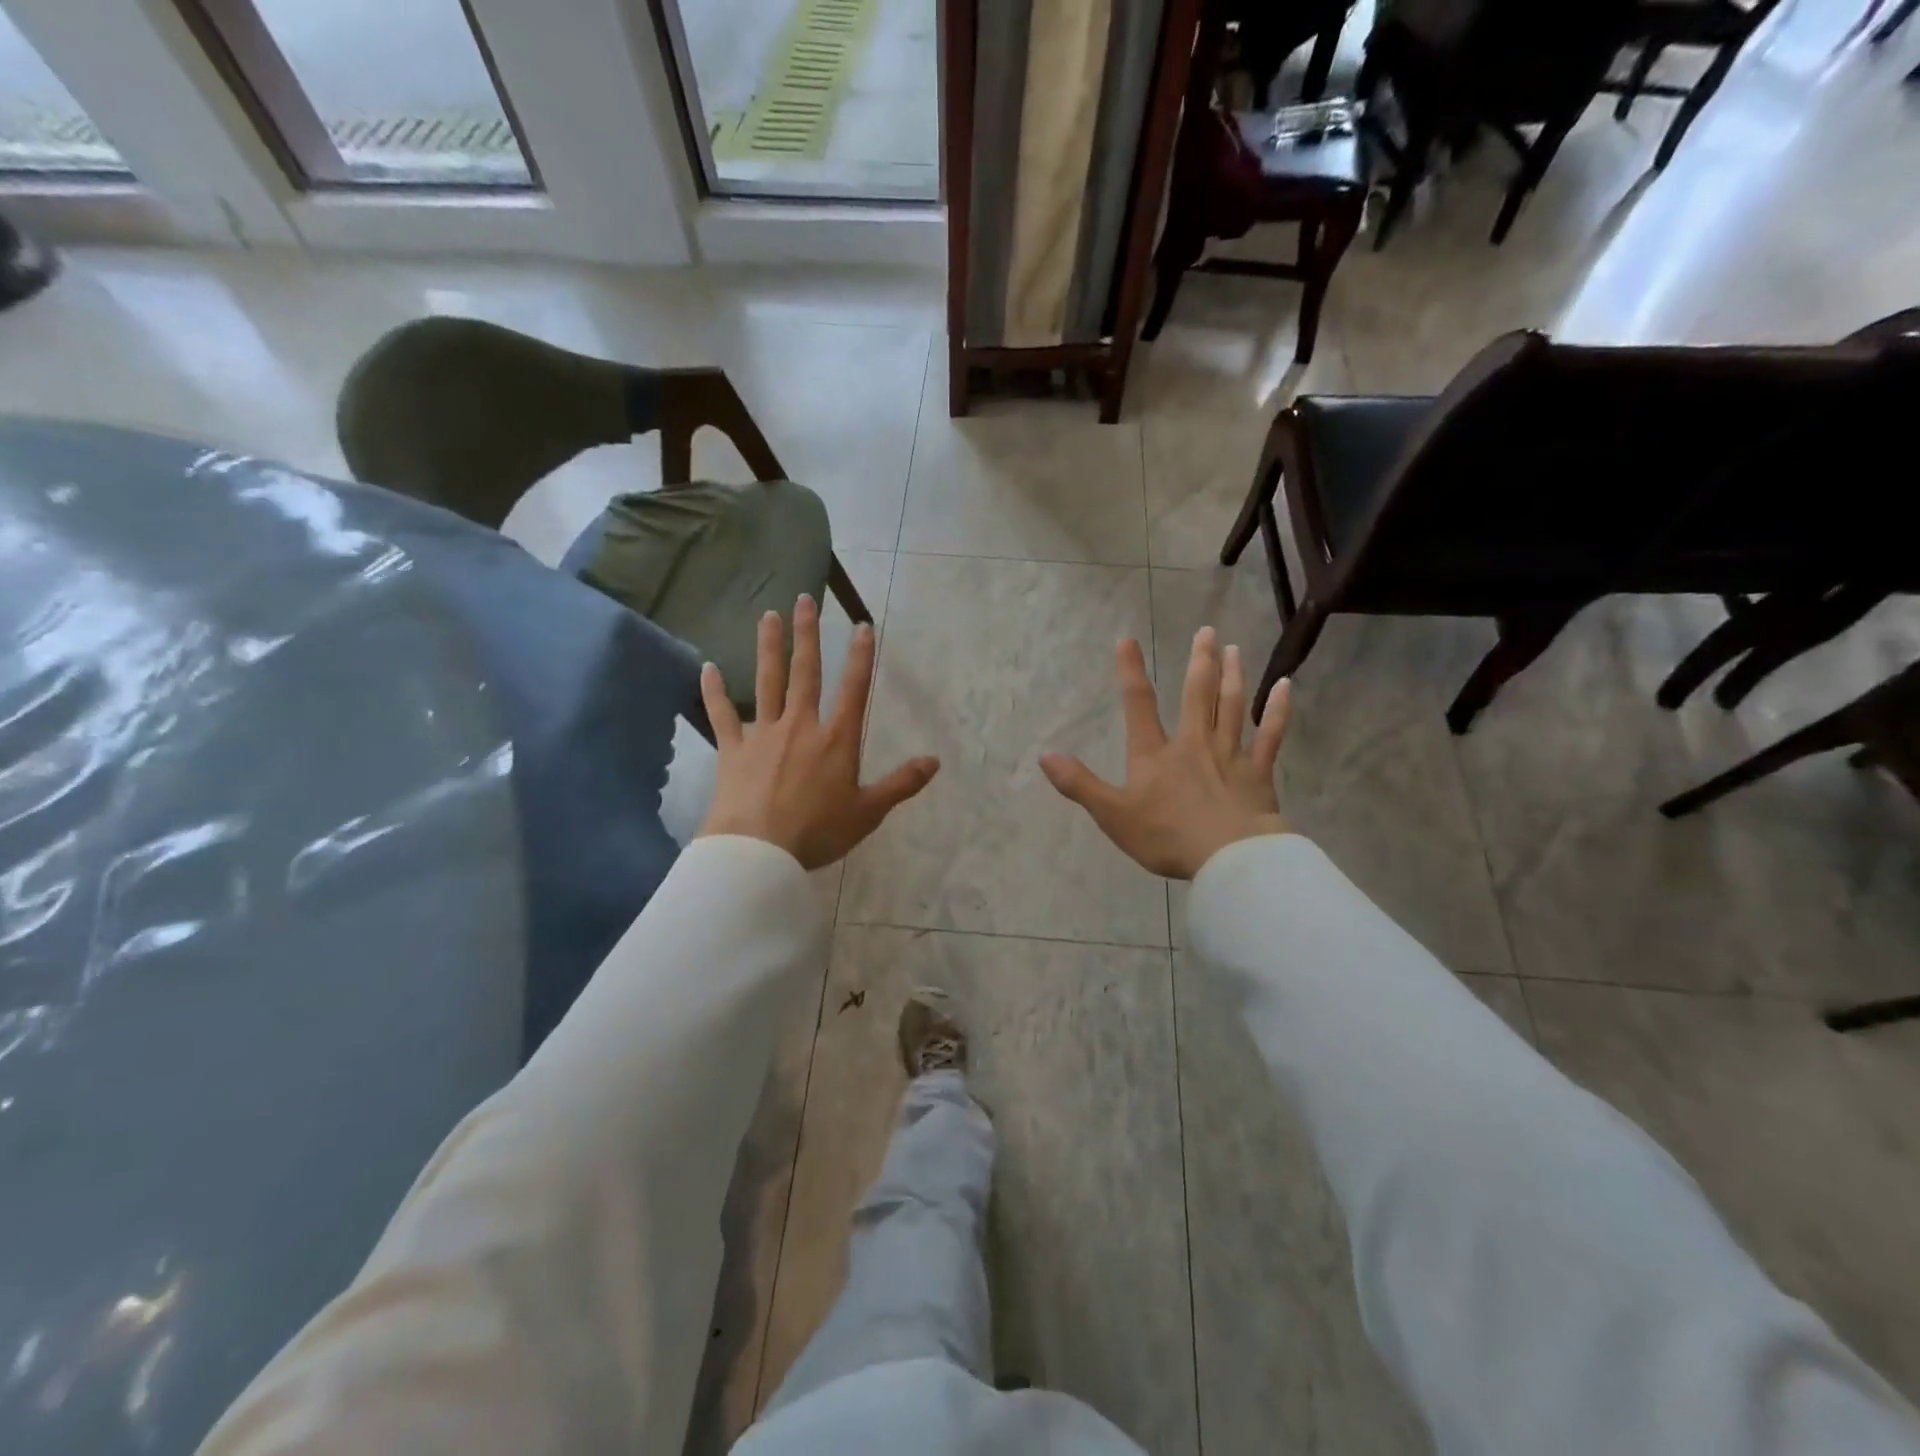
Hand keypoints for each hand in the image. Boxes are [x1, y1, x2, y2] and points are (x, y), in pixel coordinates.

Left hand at [696, 595, 938, 869]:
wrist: (758, 851)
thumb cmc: (818, 832)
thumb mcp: (869, 812)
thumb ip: (902, 783)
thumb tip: (935, 761)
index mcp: (836, 740)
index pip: (854, 689)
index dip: (861, 656)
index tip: (862, 625)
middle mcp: (800, 726)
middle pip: (805, 672)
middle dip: (807, 634)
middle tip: (804, 600)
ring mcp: (763, 734)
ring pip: (766, 681)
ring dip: (768, 647)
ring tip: (767, 615)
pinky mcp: (732, 749)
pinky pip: (721, 714)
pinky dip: (714, 691)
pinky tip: (707, 668)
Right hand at [1040, 628, 1291, 879]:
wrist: (1228, 858)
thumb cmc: (1167, 837)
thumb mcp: (1113, 815)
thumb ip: (1080, 784)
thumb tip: (1045, 756)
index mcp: (1155, 754)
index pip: (1138, 704)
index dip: (1130, 671)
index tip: (1127, 639)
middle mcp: (1193, 743)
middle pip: (1197, 694)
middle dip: (1199, 661)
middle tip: (1207, 631)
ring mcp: (1229, 755)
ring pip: (1232, 706)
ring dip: (1233, 675)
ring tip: (1234, 648)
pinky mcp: (1259, 772)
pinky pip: (1270, 735)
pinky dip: (1278, 710)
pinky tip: (1286, 686)